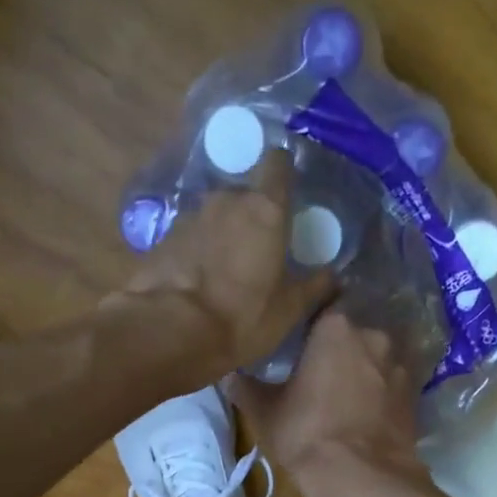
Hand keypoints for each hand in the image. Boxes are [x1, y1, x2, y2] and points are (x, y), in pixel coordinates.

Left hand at [112, 150, 332, 376]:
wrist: (170, 332)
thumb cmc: (241, 318)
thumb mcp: (288, 310)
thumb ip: (314, 287)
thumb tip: (333, 276)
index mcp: (265, 210)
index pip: (278, 164)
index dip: (283, 172)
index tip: (286, 191)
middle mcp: (226, 200)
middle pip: (244, 195)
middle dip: (251, 215)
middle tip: (258, 250)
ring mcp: (190, 216)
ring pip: (215, 216)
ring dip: (222, 235)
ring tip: (225, 271)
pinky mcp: (163, 238)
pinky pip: (190, 237)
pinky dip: (197, 252)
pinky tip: (198, 281)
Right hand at [228, 309, 430, 496]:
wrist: (363, 478)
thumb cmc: (307, 435)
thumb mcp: (265, 413)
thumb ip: (245, 388)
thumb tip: (227, 375)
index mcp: (335, 327)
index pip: (320, 308)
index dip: (308, 328)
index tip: (297, 347)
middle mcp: (374, 335)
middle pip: (352, 334)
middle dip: (338, 351)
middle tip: (318, 376)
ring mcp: (400, 365)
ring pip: (375, 360)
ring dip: (362, 372)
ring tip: (344, 398)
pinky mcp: (415, 396)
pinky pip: (390, 386)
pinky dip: (380, 395)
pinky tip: (365, 415)